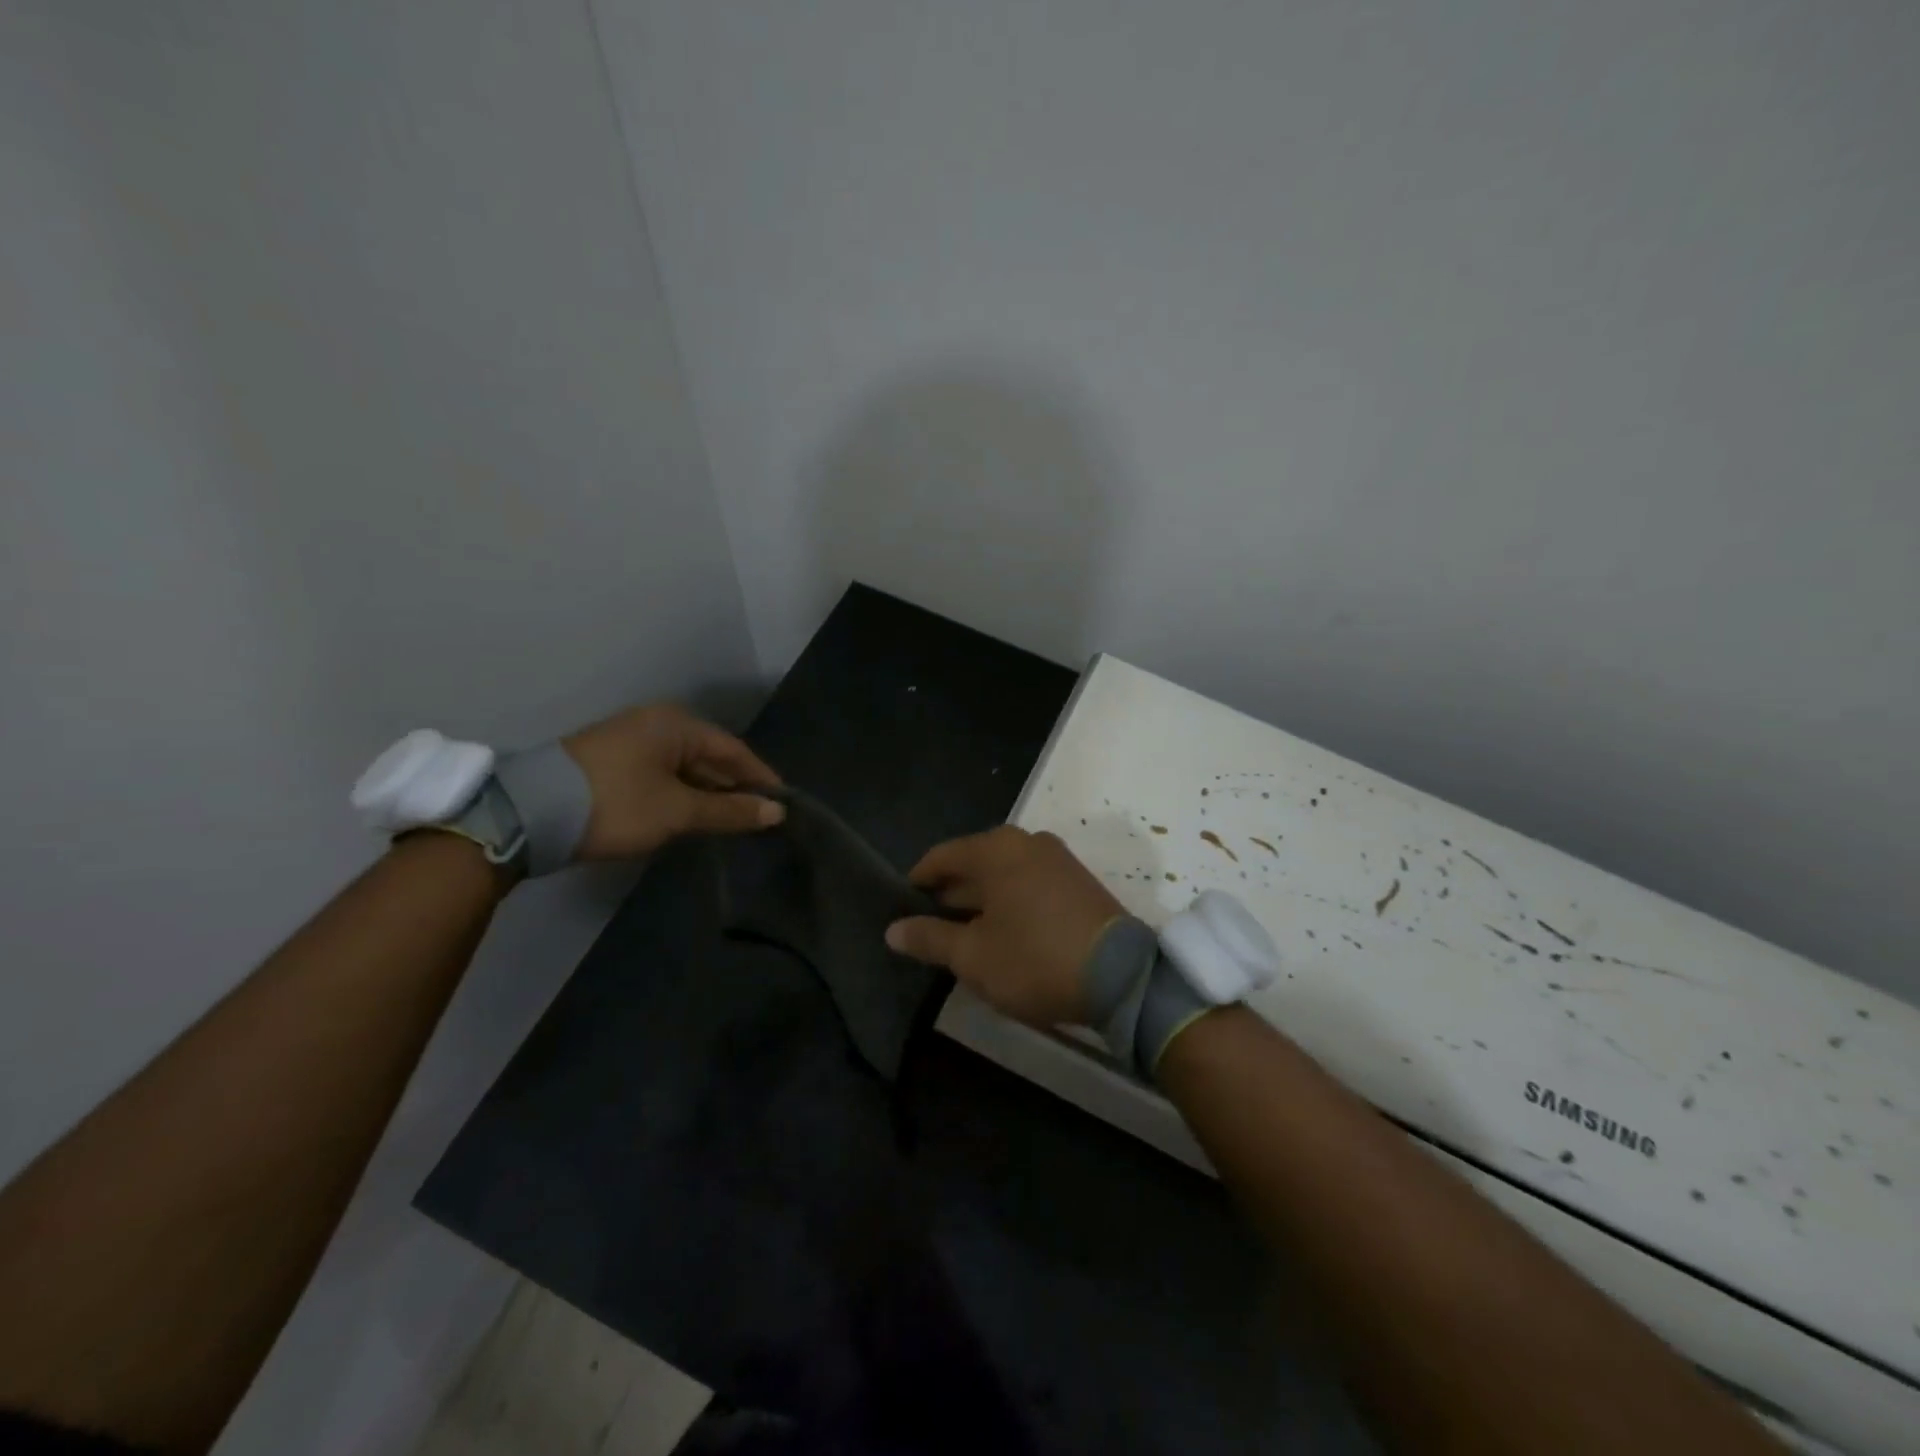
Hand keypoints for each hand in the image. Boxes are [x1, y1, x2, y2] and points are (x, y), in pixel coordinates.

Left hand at [562, 704, 783, 860]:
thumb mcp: (677, 811)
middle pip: (708, 755)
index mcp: (676, 724)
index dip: (760, 777)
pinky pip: (660, 773)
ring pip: (683, 766)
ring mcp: (628, 740)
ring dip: (706, 792)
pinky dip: (680, 793)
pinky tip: (689, 814)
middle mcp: (654, 723)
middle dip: (733, 786)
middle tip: (757, 816)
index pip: (733, 749)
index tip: (782, 803)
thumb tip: (776, 812)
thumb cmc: (615, 804)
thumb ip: (728, 811)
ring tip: (728, 820)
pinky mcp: (608, 761)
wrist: (527, 815)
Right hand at [885, 826, 1123, 1025]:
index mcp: (995, 849)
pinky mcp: (1077, 880)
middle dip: (949, 895)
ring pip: (1002, 875)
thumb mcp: (974, 956)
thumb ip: (930, 938)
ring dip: (980, 902)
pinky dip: (1008, 902)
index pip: (941, 857)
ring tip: (962, 936)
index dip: (916, 882)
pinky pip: (1028, 883)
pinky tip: (1002, 934)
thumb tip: (893, 930)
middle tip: (928, 929)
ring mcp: (1056, 859)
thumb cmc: (1034, 959)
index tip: (901, 908)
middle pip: (973, 863)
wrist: (1121, 976)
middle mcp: (1025, 842)